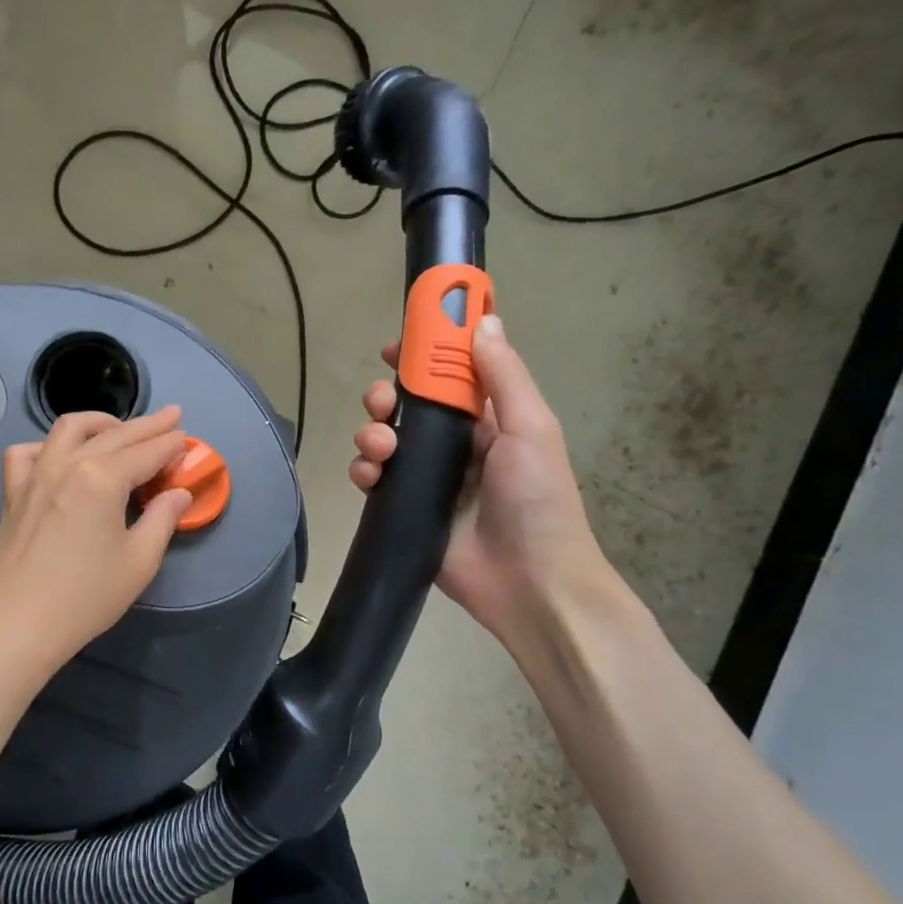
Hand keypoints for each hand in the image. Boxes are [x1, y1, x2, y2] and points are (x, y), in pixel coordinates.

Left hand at [0, 406, 191, 681]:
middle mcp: (67, 464)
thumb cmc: (85, 597)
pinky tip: (60, 456)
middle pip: (114, 434)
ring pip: (68, 430)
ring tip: (119, 428)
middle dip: (147, 425)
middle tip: (171, 416)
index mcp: (103, 478)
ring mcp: (34, 475)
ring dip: (100, 422)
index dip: (170, 444)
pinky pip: (28, 453)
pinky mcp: (12, 493)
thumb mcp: (139, 561)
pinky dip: (48, 446)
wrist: (16, 626)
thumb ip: (162, 519)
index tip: (187, 438)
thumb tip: (178, 493)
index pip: (146, 452)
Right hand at [349, 315, 608, 652]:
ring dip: (371, 433)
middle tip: (382, 403)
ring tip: (380, 448)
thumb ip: (503, 375)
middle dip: (387, 397)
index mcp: (489, 419)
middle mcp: (455, 444)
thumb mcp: (531, 428)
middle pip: (408, 405)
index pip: (449, 375)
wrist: (528, 582)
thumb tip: (483, 321)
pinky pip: (375, 479)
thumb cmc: (537, 499)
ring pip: (385, 439)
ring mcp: (428, 478)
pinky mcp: (405, 508)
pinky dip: (365, 471)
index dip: (423, 355)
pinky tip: (370, 476)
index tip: (397, 345)